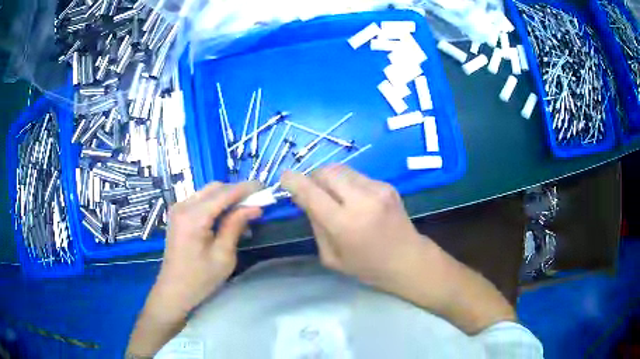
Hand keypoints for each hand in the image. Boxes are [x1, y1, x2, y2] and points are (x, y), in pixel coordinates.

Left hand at [153, 181, 262, 317]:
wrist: (174, 290)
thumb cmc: (200, 279)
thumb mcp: (223, 256)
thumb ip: (236, 226)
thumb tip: (254, 207)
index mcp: (193, 217)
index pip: (224, 194)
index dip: (246, 189)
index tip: (265, 187)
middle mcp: (183, 206)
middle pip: (215, 188)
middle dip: (237, 191)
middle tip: (257, 201)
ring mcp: (178, 209)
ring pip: (208, 192)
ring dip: (227, 197)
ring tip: (245, 209)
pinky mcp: (178, 214)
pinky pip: (201, 200)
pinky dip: (217, 203)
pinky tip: (227, 216)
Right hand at [282, 165, 515, 332]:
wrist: (408, 260)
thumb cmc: (367, 267)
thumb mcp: (331, 257)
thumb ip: (316, 225)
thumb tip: (304, 199)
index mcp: (344, 224)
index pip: (311, 192)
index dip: (293, 181)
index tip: (284, 178)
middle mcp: (361, 200)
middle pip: (326, 171)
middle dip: (312, 176)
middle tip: (310, 190)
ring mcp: (378, 189)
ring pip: (341, 169)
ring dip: (329, 178)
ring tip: (331, 194)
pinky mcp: (387, 185)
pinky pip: (357, 176)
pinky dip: (346, 182)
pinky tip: (352, 198)